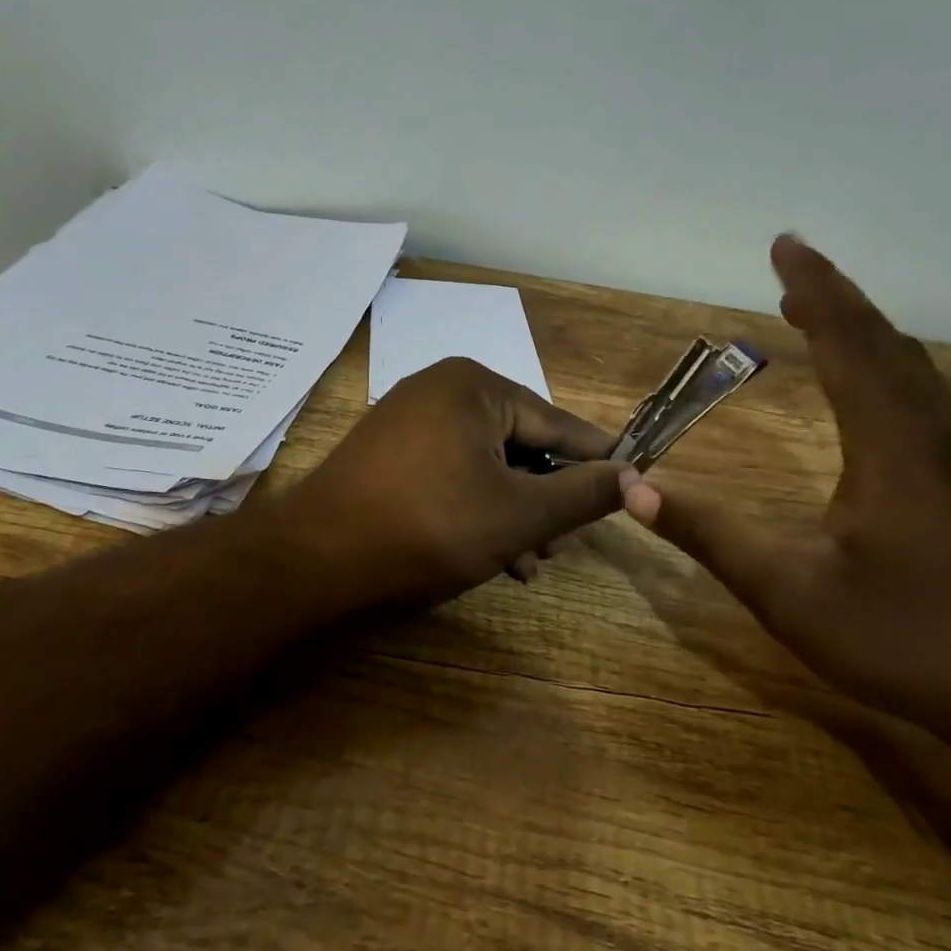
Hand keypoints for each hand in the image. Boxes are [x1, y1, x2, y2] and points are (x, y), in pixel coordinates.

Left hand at [287, 357, 626, 608]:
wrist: (315, 559)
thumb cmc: (428, 527)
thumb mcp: (518, 515)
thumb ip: (582, 494)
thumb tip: (634, 477)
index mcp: (475, 387)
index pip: (557, 423)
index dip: (597, 458)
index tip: (632, 481)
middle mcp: (440, 389)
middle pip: (519, 443)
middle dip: (544, 498)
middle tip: (561, 545)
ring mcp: (408, 419)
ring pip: (484, 464)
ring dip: (512, 512)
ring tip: (527, 563)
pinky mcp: (387, 452)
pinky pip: (450, 472)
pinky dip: (474, 507)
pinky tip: (488, 553)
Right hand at [620, 237, 950, 772]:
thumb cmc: (907, 638)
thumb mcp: (790, 593)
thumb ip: (711, 535)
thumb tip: (636, 489)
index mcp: (891, 447)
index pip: (849, 344)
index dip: (815, 290)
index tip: (785, 246)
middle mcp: (930, 437)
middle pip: (885, 344)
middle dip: (837, 299)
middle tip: (793, 269)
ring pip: (910, 370)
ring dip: (864, 331)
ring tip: (821, 314)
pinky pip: (920, 398)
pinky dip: (885, 366)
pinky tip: (871, 386)